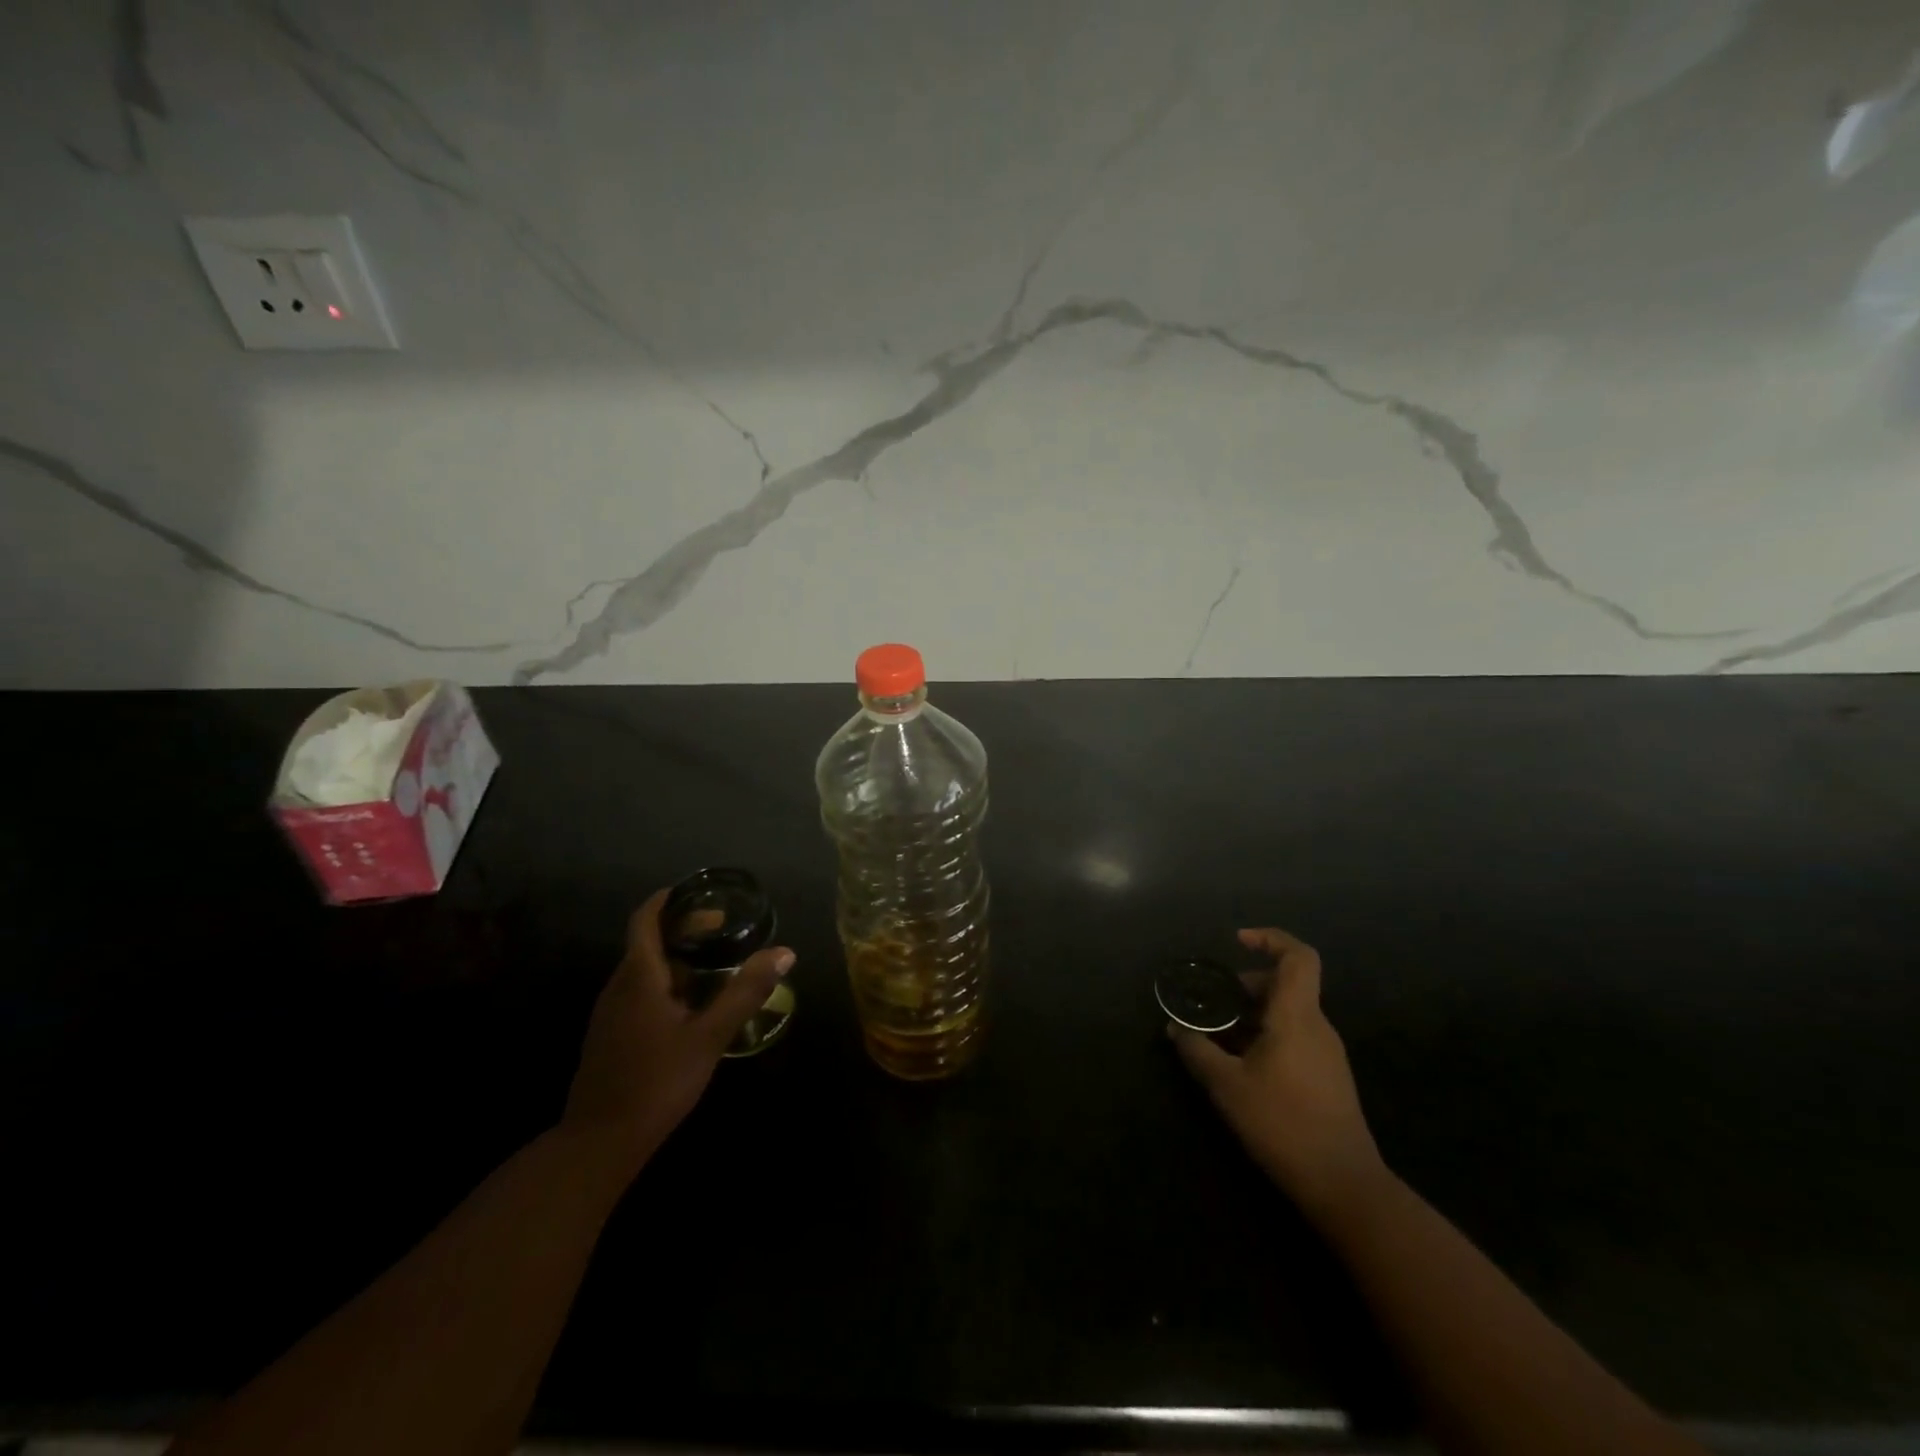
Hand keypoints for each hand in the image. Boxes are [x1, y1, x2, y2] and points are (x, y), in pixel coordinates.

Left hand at [561, 888, 794, 1181]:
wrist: (599, 1142)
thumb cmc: (658, 1081)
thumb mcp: (710, 1036)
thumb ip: (746, 992)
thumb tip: (784, 952)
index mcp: (639, 977)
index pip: (646, 920)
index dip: (668, 901)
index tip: (696, 892)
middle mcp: (618, 987)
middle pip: (647, 942)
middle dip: (682, 930)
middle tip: (722, 931)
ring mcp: (609, 1013)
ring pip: (642, 970)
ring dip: (674, 959)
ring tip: (712, 966)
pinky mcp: (608, 1036)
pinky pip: (637, 993)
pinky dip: (663, 983)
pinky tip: (688, 1007)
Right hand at [1171, 927, 1386, 1220]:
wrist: (1344, 1186)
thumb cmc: (1283, 1124)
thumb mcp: (1227, 1086)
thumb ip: (1197, 1051)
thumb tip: (1175, 1028)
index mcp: (1297, 1017)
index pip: (1298, 957)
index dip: (1270, 939)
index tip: (1237, 941)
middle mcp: (1317, 1027)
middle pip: (1286, 984)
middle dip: (1246, 985)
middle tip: (1212, 1000)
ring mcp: (1326, 1053)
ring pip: (1287, 1013)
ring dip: (1251, 1014)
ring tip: (1216, 1035)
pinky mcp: (1327, 1077)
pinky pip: (1293, 1037)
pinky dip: (1264, 1036)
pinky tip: (1239, 1064)